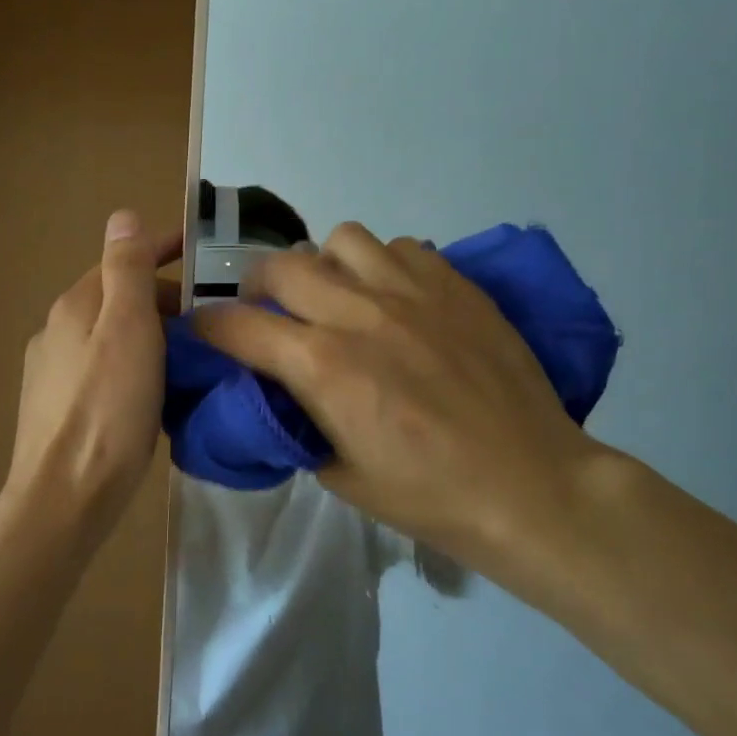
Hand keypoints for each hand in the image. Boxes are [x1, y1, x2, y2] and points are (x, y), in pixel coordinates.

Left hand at [4, 211, 180, 546]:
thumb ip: (127, 271)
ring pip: (111, 337)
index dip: (159, 249)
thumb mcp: (128, 329)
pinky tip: (153, 396)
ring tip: (190, 360)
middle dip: (161, 300)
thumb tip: (123, 216)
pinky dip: (133, 369)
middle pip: (116, 300)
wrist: (65, 498)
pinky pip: (104, 371)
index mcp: (75, 306)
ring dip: (149, 337)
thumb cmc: (107, 409)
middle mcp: (57, 332)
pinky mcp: (57, 410)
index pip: (121, 261)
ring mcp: (53, 373)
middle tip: (209, 322)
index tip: (197, 249)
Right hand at [192, 222, 613, 591]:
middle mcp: (358, 313)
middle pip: (278, 266)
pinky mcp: (454, 284)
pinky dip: (382, 265)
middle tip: (270, 312)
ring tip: (338, 296)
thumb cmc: (430, 496)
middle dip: (257, 288)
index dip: (208, 327)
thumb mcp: (341, 475)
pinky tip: (396, 298)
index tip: (205, 333)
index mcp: (322, 367)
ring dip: (324, 265)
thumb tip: (281, 393)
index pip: (236, 325)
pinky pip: (400, 247)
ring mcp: (411, 291)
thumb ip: (298, 423)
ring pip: (340, 239)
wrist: (531, 486)